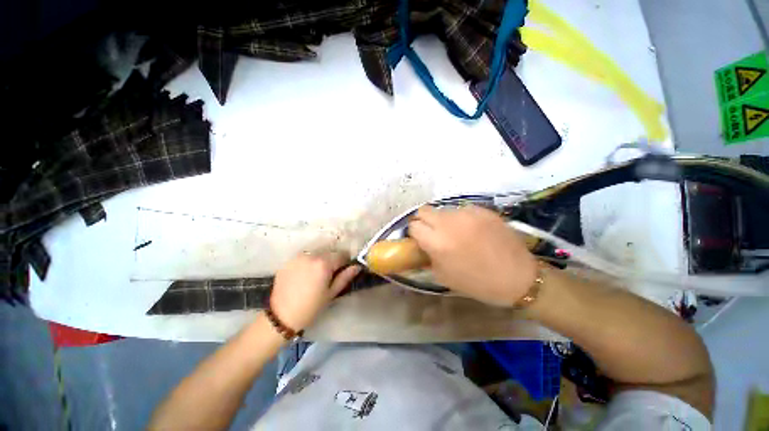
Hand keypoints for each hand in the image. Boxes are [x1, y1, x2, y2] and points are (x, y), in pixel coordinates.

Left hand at [270, 252, 360, 330]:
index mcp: (324, 263)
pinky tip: (304, 275)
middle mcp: (311, 255)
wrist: (281, 316)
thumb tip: (357, 267)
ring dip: (319, 260)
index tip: (343, 270)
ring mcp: (298, 257)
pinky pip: (304, 258)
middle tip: (329, 275)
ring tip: (315, 275)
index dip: (345, 262)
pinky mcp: (288, 261)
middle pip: (329, 253)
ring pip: (316, 254)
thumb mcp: (331, 293)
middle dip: (332, 261)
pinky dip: (307, 263)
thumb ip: (345, 277)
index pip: (341, 255)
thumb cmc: (311, 307)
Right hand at [408, 205, 537, 306]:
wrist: (518, 277)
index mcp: (437, 242)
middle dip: (424, 221)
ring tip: (457, 233)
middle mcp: (449, 223)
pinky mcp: (482, 210)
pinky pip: (463, 210)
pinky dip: (462, 219)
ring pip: (444, 210)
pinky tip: (473, 231)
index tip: (420, 239)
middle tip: (433, 233)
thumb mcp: (444, 276)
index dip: (415, 233)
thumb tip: (421, 245)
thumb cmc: (477, 282)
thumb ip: (428, 257)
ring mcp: (467, 213)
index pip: (414, 226)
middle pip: (424, 211)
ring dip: (444, 220)